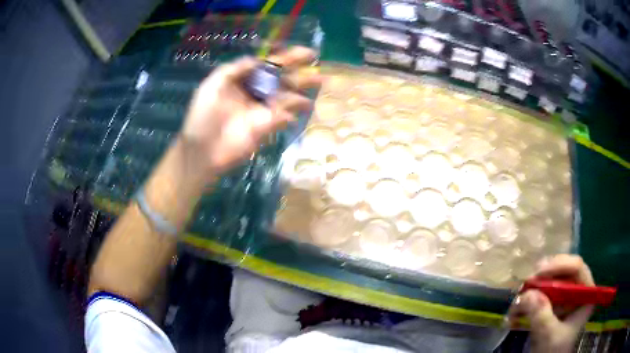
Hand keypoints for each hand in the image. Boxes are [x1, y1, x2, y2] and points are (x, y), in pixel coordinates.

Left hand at [179, 46, 322, 179]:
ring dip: (302, 91)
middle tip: (319, 67)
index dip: (286, 58)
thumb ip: (234, 69)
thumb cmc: (202, 116)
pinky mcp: (265, 127)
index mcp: (242, 80)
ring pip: (286, 97)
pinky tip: (302, 109)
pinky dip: (291, 113)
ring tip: (320, 84)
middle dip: (300, 73)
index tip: (305, 53)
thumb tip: (257, 59)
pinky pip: (283, 117)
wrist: (202, 150)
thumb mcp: (212, 85)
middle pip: (281, 80)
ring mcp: (261, 110)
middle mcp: (254, 93)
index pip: (268, 66)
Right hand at [508, 255, 594, 352]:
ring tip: (516, 303)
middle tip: (525, 284)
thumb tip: (527, 293)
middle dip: (543, 277)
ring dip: (532, 291)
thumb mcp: (549, 335)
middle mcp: (577, 290)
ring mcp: (565, 298)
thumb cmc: (554, 352)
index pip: (577, 268)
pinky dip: (528, 302)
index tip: (538, 272)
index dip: (559, 265)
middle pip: (563, 272)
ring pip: (550, 282)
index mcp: (586, 294)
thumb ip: (541, 315)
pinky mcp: (553, 306)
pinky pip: (541, 296)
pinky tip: (516, 312)